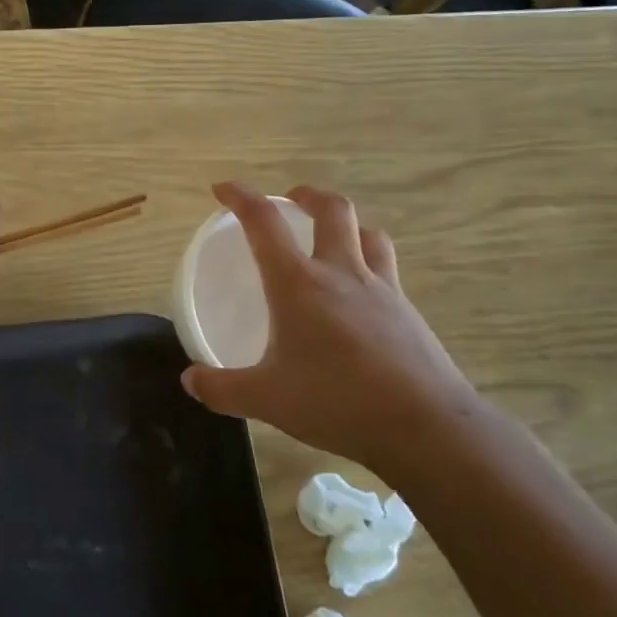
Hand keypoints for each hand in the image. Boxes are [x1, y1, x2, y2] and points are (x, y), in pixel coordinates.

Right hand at [182, 182, 483, 467]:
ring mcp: (382, 290)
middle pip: (333, 210)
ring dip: (347, 225)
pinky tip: (360, 296)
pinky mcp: (409, 314)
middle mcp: (341, 273)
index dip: (240, 197)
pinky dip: (370, 264)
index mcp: (298, 284)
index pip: (264, 222)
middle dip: (308, 196)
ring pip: (369, 234)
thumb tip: (191, 380)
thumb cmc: (336, 402)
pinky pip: (388, 270)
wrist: (426, 427)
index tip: (222, 189)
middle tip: (291, 201)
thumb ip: (222, 388)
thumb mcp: (266, 400)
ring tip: (332, 239)